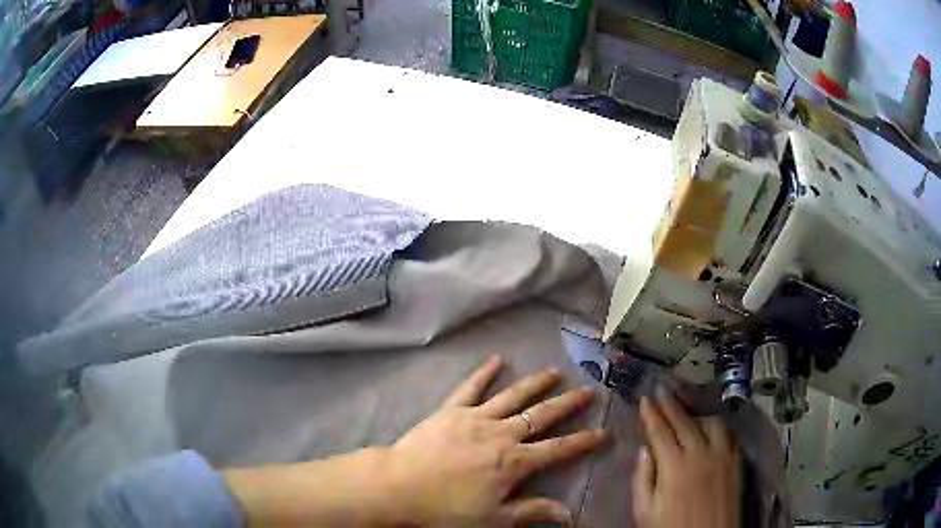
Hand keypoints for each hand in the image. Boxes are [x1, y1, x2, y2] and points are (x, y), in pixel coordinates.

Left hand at [386, 355, 606, 525]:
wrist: (398, 486)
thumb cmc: (446, 509)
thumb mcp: (493, 518)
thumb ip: (532, 512)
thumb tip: (569, 514)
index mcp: (513, 462)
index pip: (558, 450)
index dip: (583, 441)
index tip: (603, 431)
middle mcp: (500, 434)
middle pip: (540, 416)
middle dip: (567, 404)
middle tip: (587, 391)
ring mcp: (475, 418)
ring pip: (512, 396)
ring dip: (535, 383)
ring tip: (554, 371)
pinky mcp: (450, 411)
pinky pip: (470, 388)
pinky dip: (483, 373)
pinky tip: (496, 361)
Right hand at [632, 392, 740, 527]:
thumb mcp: (645, 512)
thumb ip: (642, 480)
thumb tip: (644, 451)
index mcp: (674, 466)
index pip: (660, 432)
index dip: (651, 414)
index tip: (645, 399)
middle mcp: (701, 453)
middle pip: (684, 422)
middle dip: (670, 405)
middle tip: (661, 391)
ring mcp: (723, 455)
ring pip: (711, 422)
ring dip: (696, 413)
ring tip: (686, 410)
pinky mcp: (737, 461)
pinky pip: (729, 434)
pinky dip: (718, 425)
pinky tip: (712, 427)